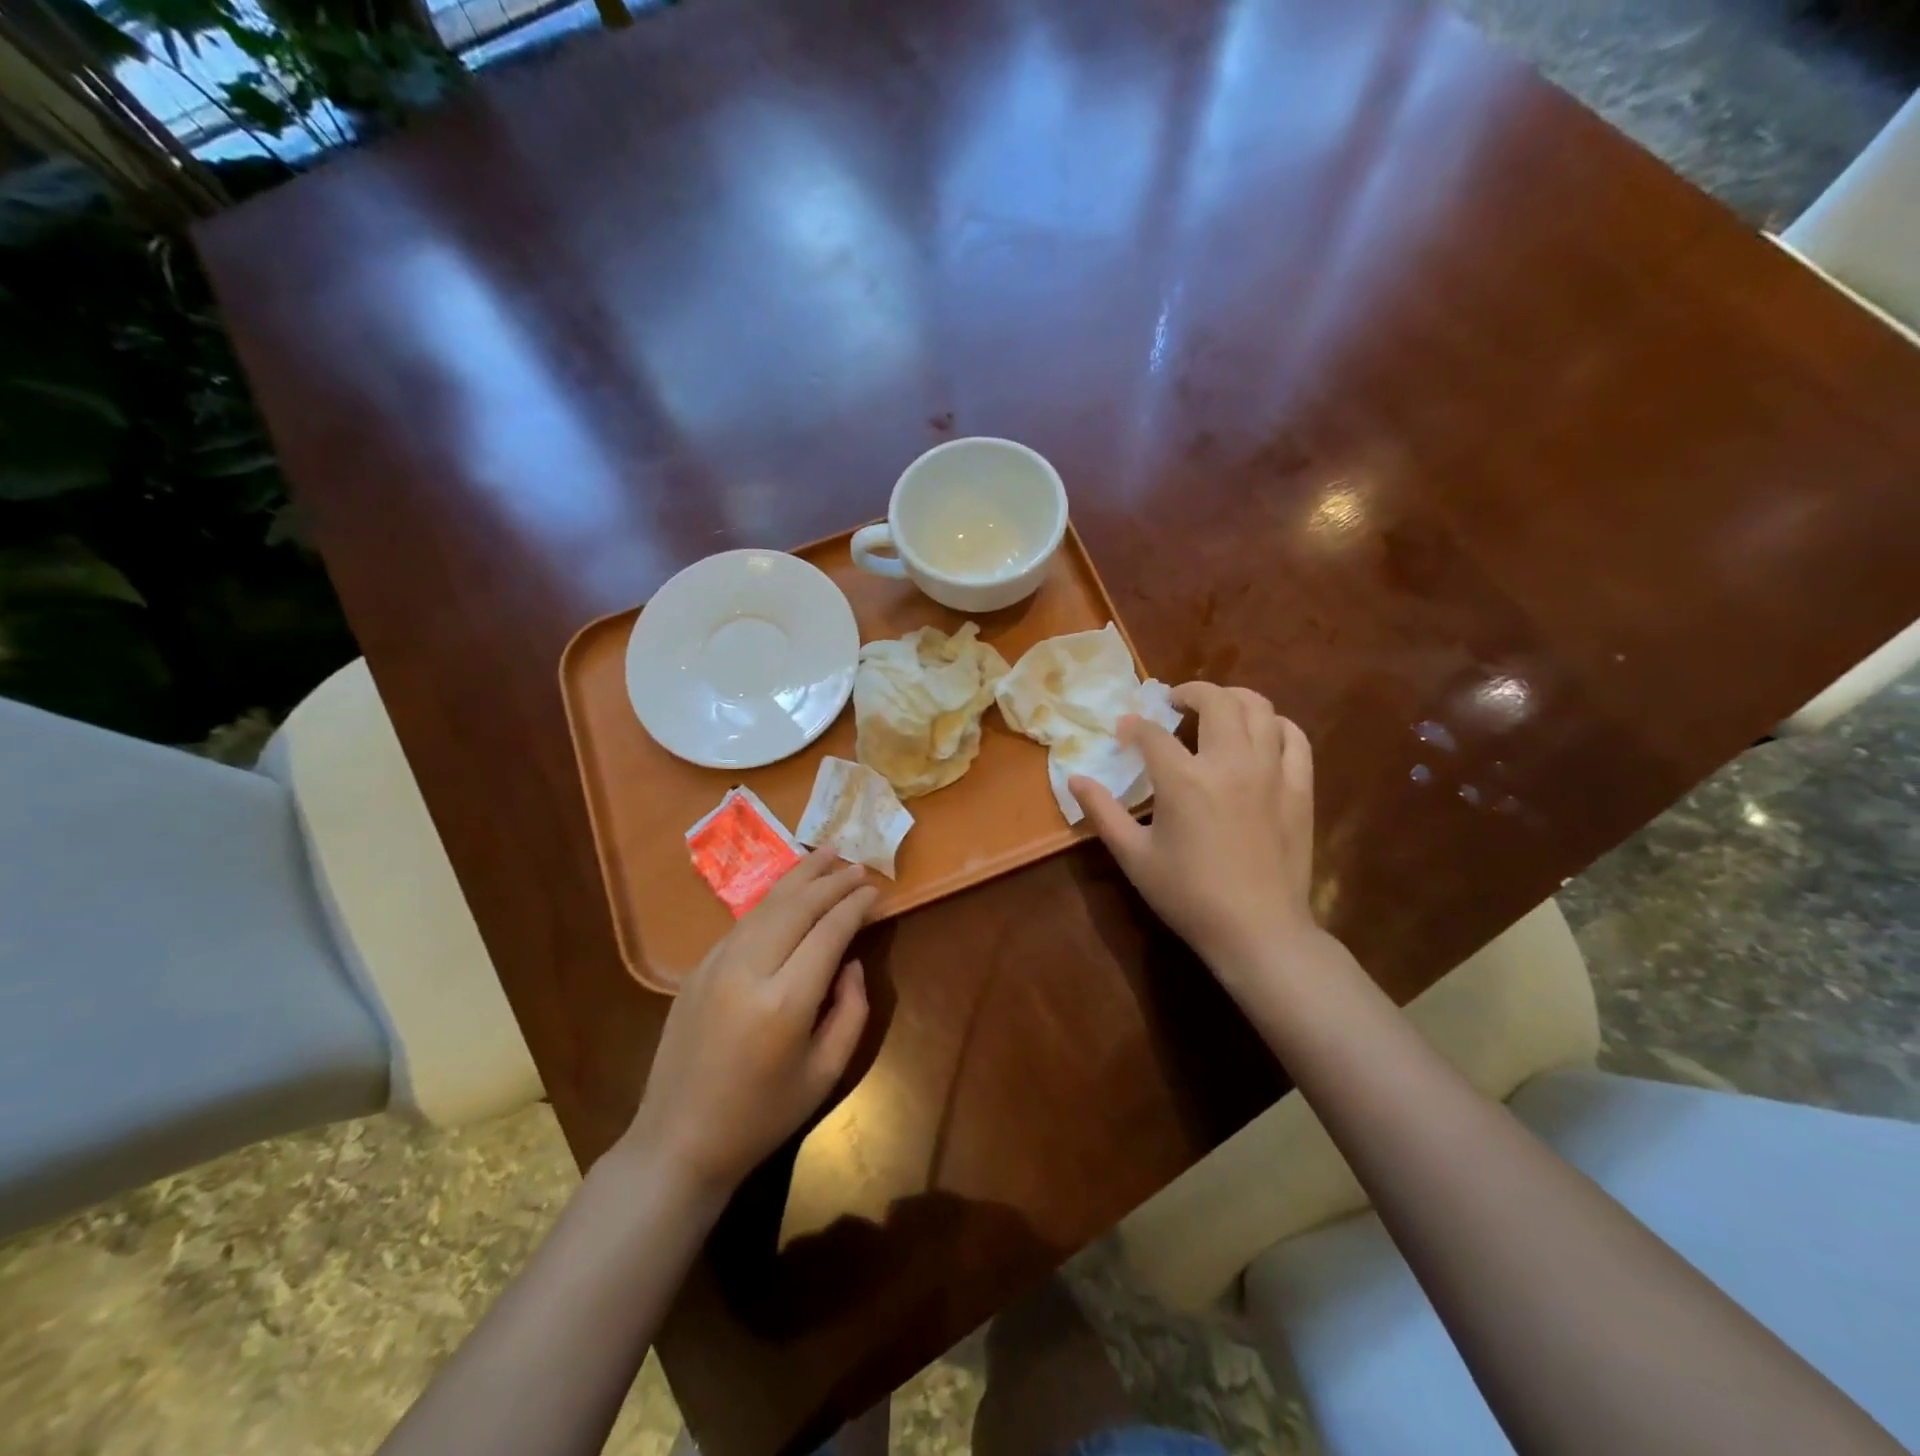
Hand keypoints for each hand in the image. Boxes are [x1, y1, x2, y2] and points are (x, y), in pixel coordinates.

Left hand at [622, 848, 876, 1196]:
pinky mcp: (697, 969)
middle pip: (797, 907)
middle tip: (858, 865)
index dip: (855, 906)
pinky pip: (743, 924)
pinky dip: (771, 901)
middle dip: (831, 881)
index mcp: (784, 1003)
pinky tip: (788, 891)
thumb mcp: (825, 1074)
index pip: (829, 932)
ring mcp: (715, 965)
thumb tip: (850, 962)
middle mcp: (748, 972)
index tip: (875, 891)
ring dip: (800, 877)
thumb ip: (851, 1011)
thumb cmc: (761, 1116)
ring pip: (765, 906)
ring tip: (827, 855)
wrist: (678, 1141)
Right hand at [1070, 682, 1316, 979]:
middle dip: (1190, 692)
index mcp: (1184, 780)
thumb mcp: (1134, 856)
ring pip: (1260, 708)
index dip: (1134, 726)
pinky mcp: (1299, 788)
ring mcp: (1271, 772)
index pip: (1153, 733)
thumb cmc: (1188, 896)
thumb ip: (1102, 812)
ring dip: (1233, 698)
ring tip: (1216, 709)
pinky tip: (1263, 733)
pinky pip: (1294, 738)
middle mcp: (1230, 762)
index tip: (1124, 731)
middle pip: (1215, 701)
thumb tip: (1075, 779)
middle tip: (1174, 704)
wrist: (1258, 931)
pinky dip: (1276, 725)